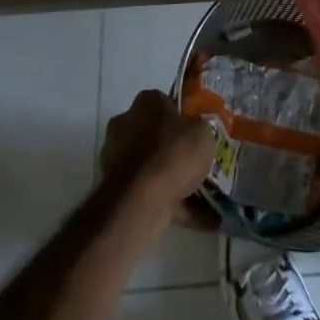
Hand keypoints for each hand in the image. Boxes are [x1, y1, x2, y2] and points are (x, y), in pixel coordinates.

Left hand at [99, 90, 218, 231]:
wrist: (140, 201)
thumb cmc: (173, 153)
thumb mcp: (203, 132)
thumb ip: (200, 129)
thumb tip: (198, 132)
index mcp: (145, 102)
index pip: (164, 102)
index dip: (182, 116)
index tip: (197, 131)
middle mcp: (125, 124)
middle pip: (154, 134)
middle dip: (172, 148)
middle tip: (197, 162)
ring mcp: (116, 159)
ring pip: (151, 166)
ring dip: (170, 178)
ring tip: (202, 195)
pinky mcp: (116, 190)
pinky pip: (149, 193)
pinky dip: (171, 204)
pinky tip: (198, 218)